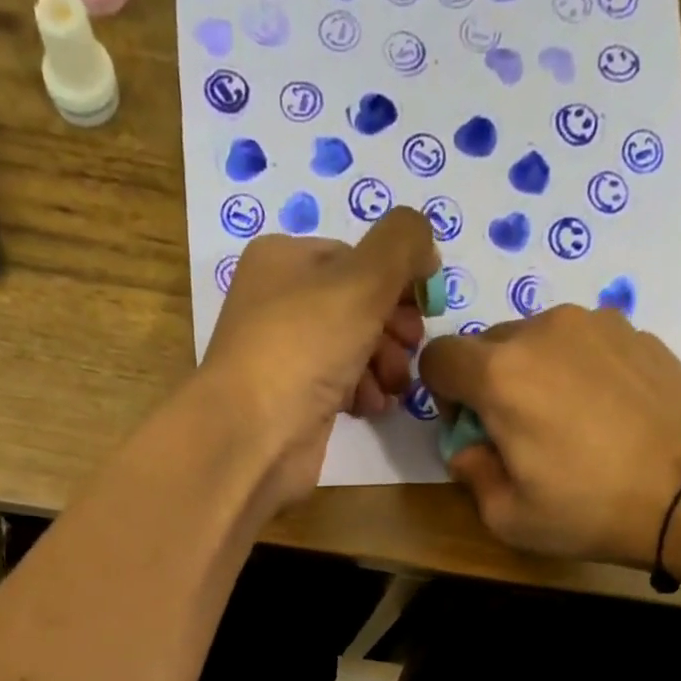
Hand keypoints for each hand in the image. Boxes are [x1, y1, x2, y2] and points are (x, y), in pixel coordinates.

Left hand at [201, 208, 437, 511]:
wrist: (253, 437)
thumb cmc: (303, 348)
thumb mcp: (363, 280)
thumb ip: (402, 245)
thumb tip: (425, 244)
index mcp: (283, 260)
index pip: (354, 256)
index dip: (396, 279)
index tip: (426, 307)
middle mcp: (279, 303)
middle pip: (356, 305)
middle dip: (393, 327)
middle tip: (412, 348)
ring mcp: (285, 357)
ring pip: (352, 348)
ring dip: (384, 364)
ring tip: (395, 386)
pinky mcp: (294, 403)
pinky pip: (340, 387)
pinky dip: (363, 393)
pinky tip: (373, 407)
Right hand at [418, 306, 680, 568]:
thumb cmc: (587, 510)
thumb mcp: (507, 516)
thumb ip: (470, 473)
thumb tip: (468, 447)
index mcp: (500, 375)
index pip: (439, 357)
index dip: (440, 393)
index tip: (466, 427)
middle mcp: (543, 331)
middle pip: (487, 344)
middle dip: (486, 384)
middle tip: (515, 431)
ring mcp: (595, 323)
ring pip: (537, 338)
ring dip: (532, 372)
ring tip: (565, 420)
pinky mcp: (635, 330)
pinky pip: (583, 342)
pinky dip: (576, 369)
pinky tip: (604, 413)